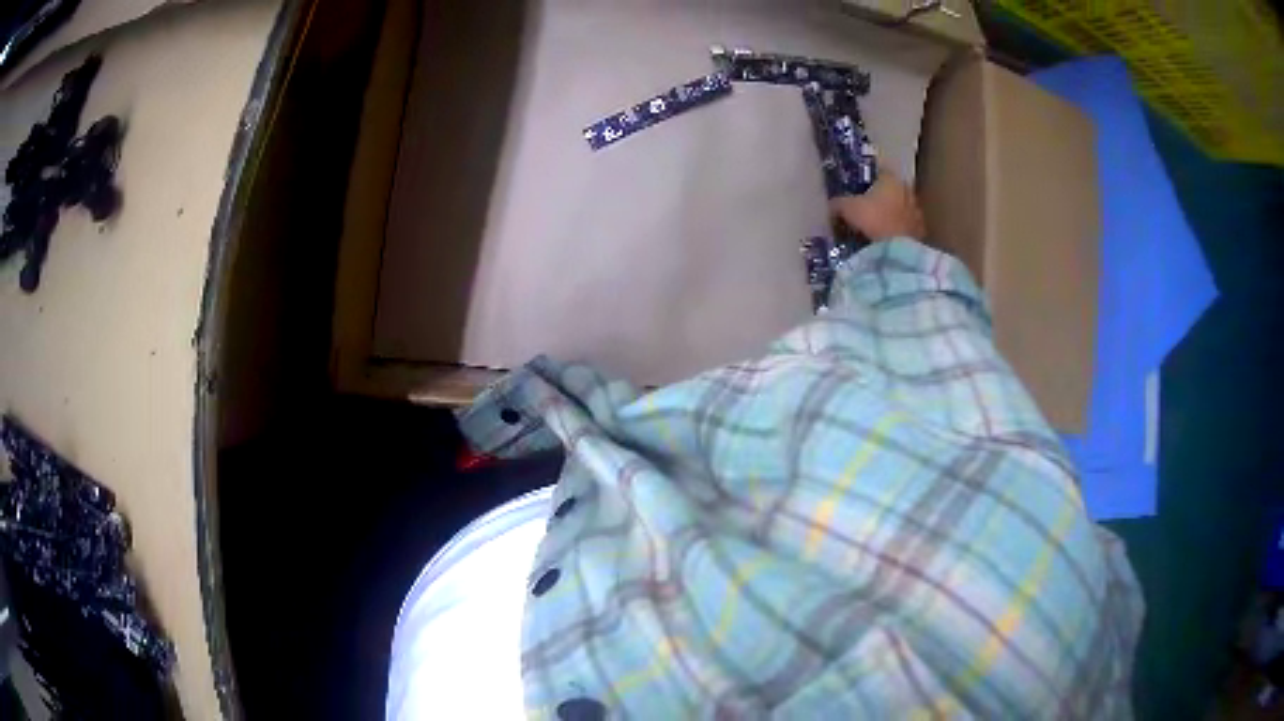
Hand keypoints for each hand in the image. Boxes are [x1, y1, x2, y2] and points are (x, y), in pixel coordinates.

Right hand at [829, 169, 924, 241]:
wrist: (898, 250)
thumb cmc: (873, 219)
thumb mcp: (847, 208)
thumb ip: (838, 203)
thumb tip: (831, 204)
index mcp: (891, 179)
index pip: (879, 171)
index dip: (867, 178)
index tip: (858, 186)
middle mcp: (906, 190)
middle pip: (891, 190)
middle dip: (880, 197)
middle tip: (865, 206)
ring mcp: (916, 211)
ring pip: (900, 208)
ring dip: (890, 213)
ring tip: (876, 225)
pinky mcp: (920, 231)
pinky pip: (905, 226)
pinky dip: (897, 229)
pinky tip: (886, 238)